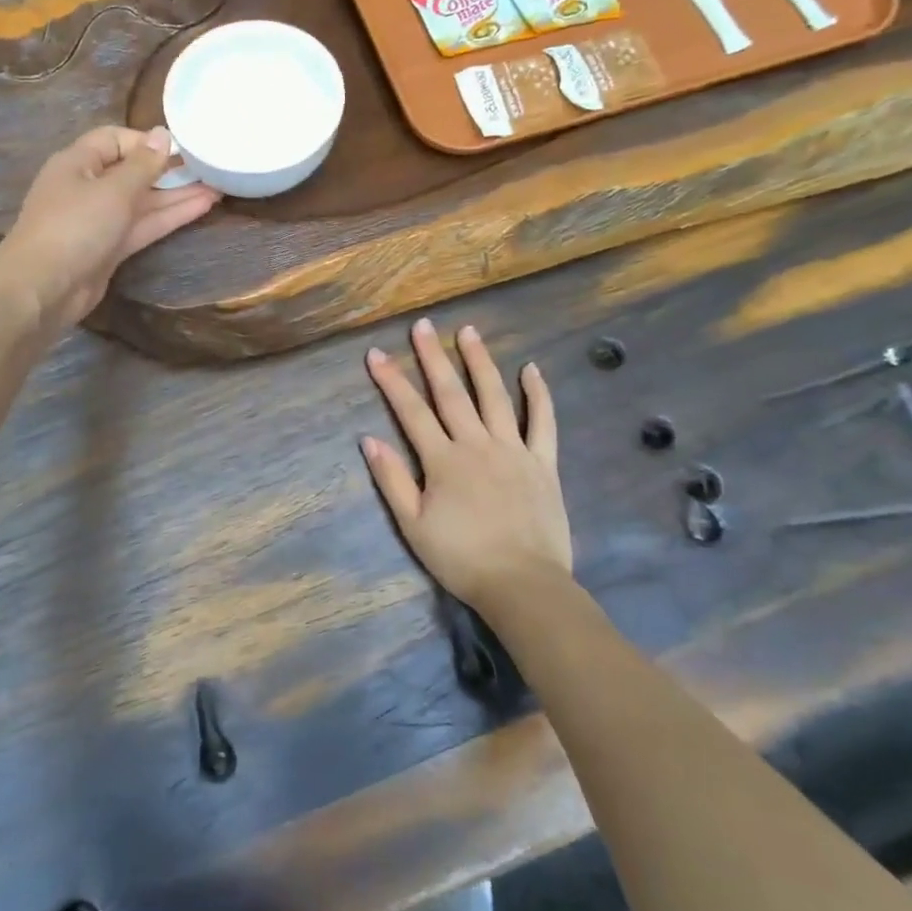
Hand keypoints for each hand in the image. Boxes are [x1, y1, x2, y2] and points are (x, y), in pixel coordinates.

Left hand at [0, 125, 218, 328]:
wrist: (45, 288)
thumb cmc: (75, 227)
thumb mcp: (113, 190)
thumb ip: (143, 165)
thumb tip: (163, 134)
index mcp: (78, 162)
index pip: (114, 139)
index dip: (147, 141)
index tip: (181, 148)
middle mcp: (87, 187)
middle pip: (132, 172)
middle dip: (169, 171)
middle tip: (210, 168)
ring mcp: (99, 220)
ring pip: (142, 202)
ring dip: (176, 196)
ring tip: (218, 187)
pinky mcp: (109, 249)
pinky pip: (142, 226)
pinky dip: (169, 218)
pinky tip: (201, 208)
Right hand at [361, 318, 572, 618]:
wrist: (522, 585)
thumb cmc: (461, 558)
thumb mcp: (413, 525)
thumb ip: (392, 480)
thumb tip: (369, 440)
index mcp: (443, 460)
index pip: (411, 412)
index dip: (391, 381)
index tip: (376, 353)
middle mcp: (476, 445)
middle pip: (451, 393)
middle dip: (433, 357)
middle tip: (422, 326)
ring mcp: (513, 450)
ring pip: (494, 396)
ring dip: (480, 361)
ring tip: (469, 331)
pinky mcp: (543, 463)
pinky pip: (542, 422)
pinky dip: (538, 394)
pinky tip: (531, 369)